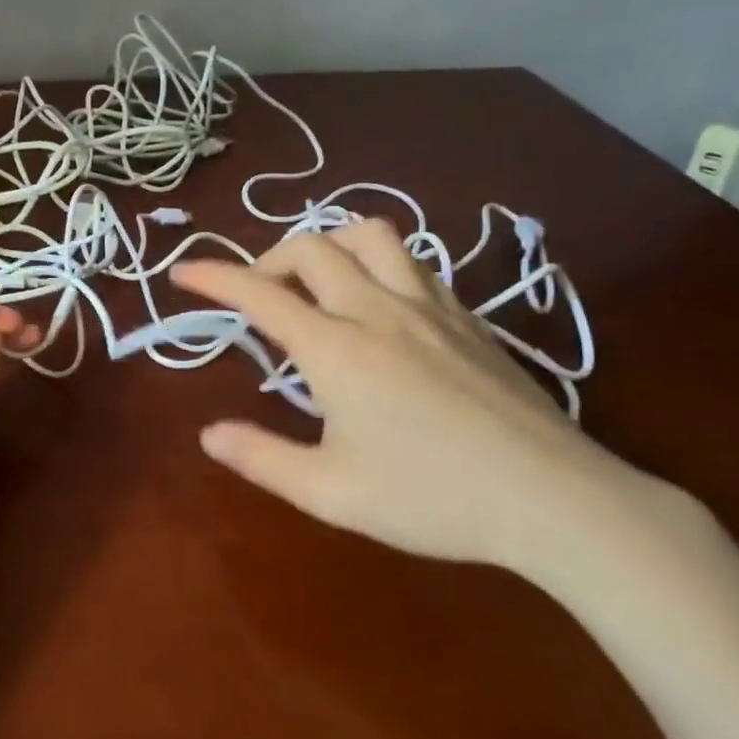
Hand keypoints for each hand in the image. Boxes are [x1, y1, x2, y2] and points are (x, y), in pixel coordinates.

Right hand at [171, 221, 657, 576]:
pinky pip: (412, 263)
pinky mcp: (468, 318)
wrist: (557, 501)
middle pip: (311, 247)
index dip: (213, 276)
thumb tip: (208, 434)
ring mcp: (430, 307)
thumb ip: (260, 458)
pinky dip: (376, 264)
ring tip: (316, 283)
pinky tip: (378, 306)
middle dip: (267, 259)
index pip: (259, 294)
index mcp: (336, 347)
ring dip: (328, 246)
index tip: (181, 271)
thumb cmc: (433, 498)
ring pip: (370, 237)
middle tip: (255, 296)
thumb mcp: (330, 492)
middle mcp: (378, 310)